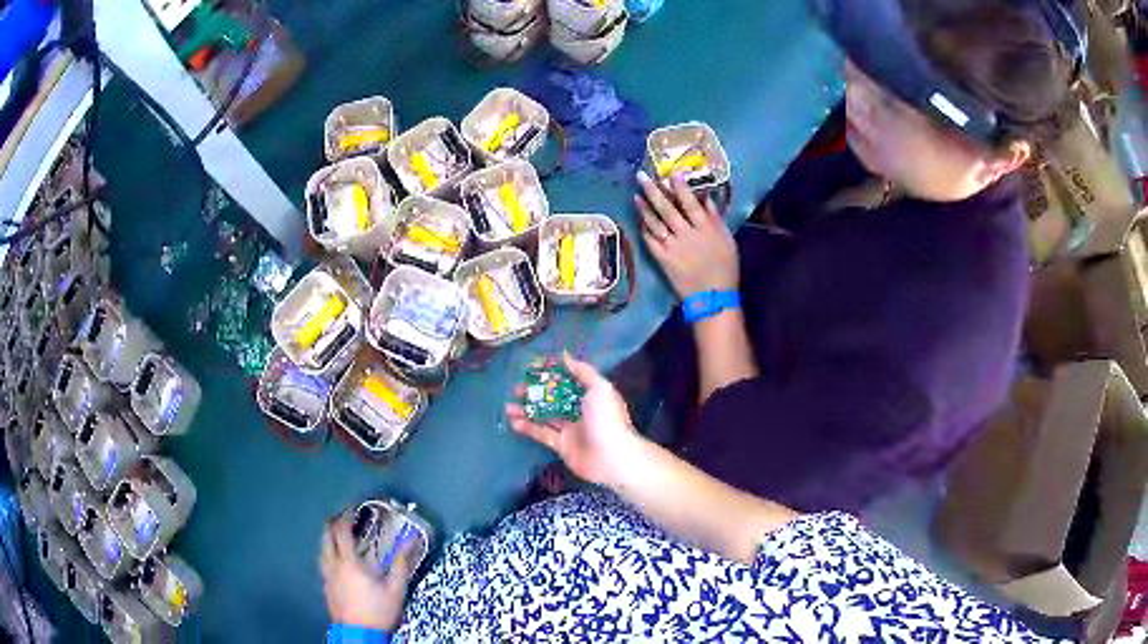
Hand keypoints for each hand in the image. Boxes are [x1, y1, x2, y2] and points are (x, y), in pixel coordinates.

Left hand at [319, 512, 412, 631]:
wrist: (358, 634)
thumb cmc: (377, 610)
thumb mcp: (395, 590)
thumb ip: (400, 566)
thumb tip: (410, 543)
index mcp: (349, 562)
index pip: (341, 532)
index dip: (345, 517)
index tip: (352, 509)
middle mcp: (333, 564)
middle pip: (326, 537)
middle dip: (332, 524)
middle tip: (341, 517)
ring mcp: (327, 576)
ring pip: (321, 550)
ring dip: (327, 538)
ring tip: (336, 536)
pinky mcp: (325, 587)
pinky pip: (323, 563)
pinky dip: (327, 554)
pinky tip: (335, 560)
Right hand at [506, 353, 642, 487]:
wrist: (612, 457)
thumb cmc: (607, 419)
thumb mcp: (599, 388)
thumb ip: (582, 371)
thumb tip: (565, 355)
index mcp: (590, 394)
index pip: (567, 379)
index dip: (550, 373)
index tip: (532, 367)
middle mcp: (579, 410)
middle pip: (553, 398)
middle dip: (535, 392)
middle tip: (516, 388)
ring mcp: (570, 428)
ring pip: (545, 415)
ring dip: (527, 409)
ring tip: (508, 405)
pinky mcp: (562, 445)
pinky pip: (542, 434)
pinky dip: (528, 428)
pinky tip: (514, 422)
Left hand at [636, 171, 738, 297]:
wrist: (714, 297)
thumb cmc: (725, 268)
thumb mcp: (727, 240)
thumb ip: (716, 219)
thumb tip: (706, 198)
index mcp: (705, 229)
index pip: (690, 203)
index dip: (680, 187)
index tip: (672, 174)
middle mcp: (687, 235)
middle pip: (667, 209)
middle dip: (653, 191)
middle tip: (641, 177)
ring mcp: (673, 247)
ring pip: (656, 224)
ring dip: (644, 209)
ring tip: (635, 196)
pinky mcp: (664, 260)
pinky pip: (651, 242)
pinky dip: (645, 230)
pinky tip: (640, 221)